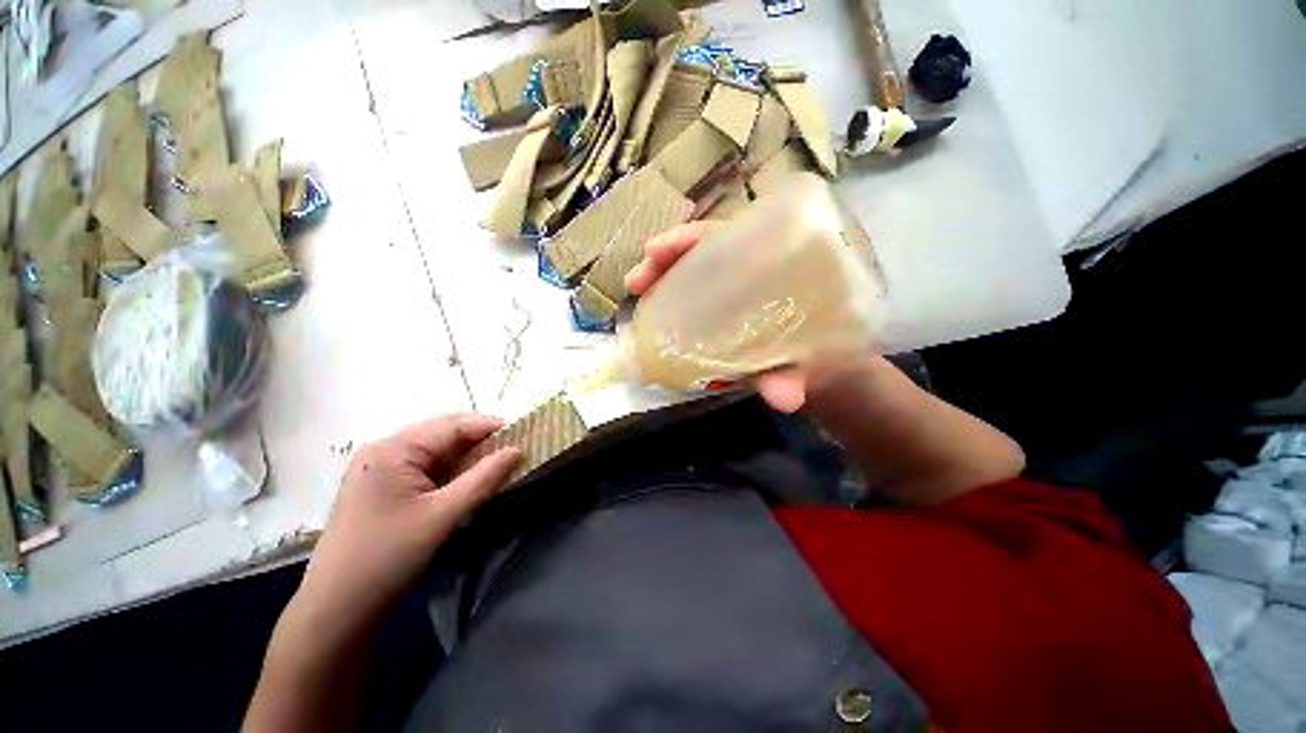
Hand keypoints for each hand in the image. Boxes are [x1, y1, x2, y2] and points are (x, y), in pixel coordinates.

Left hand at [296, 415, 519, 630]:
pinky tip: (470, 482)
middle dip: (481, 442)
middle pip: (443, 435)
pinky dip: (452, 472)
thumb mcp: (442, 516)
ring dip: (468, 458)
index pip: (451, 425)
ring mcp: (381, 469)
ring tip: (499, 465)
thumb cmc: (387, 558)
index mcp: (393, 450)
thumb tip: (517, 450)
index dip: (490, 427)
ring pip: (437, 453)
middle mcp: (384, 451)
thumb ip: (484, 479)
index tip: (524, 433)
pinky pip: (427, 469)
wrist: (337, 610)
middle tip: (514, 451)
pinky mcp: (384, 488)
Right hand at [625, 222, 825, 412]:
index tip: (656, 250)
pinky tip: (651, 314)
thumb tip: (784, 398)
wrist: (820, 371)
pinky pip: (690, 298)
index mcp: (774, 266)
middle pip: (702, 250)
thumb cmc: (818, 355)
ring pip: (692, 271)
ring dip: (660, 277)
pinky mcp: (721, 312)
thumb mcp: (806, 363)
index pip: (728, 238)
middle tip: (636, 280)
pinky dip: (668, 301)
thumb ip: (794, 376)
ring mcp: (732, 291)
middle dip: (665, 258)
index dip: (690, 240)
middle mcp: (750, 270)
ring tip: (634, 289)